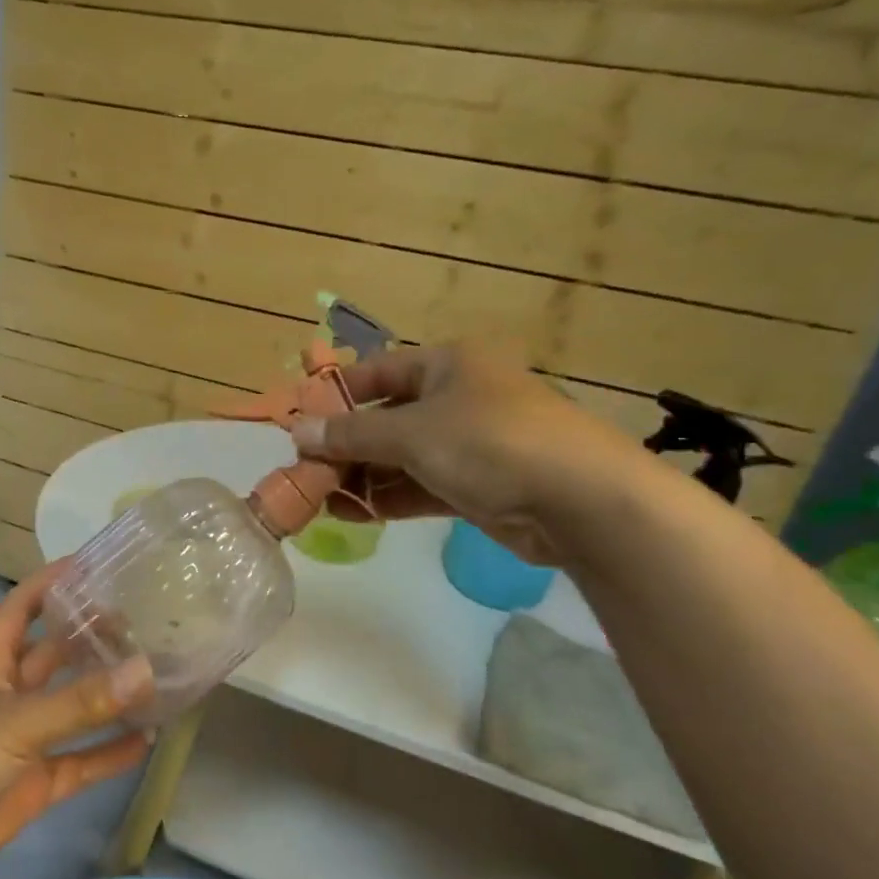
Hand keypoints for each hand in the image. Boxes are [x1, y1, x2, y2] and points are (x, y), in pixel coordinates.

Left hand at [0, 563, 155, 878]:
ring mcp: (20, 740)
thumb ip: (81, 701)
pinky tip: (145, 742)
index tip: (96, 562)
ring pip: (72, 708)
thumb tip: (147, 670)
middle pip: (55, 654)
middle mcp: (7, 692)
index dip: (53, 581)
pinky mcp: (30, 784)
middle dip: (93, 638)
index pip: (23, 604)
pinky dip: (107, 753)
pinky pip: (78, 762)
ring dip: (108, 696)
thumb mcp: (15, 722)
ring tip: (158, 675)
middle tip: (147, 621)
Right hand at [293, 340, 630, 565]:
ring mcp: (469, 445)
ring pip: (401, 457)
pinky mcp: (477, 486)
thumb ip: (352, 434)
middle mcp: (457, 398)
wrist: (579, 500)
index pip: (377, 372)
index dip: (336, 394)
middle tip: (305, 470)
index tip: (299, 420)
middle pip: (386, 418)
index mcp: (447, 365)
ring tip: (318, 497)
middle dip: (346, 445)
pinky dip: (388, 497)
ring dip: (362, 476)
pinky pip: (420, 486)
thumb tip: (298, 431)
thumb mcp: (411, 432)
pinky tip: (351, 513)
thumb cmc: (489, 442)